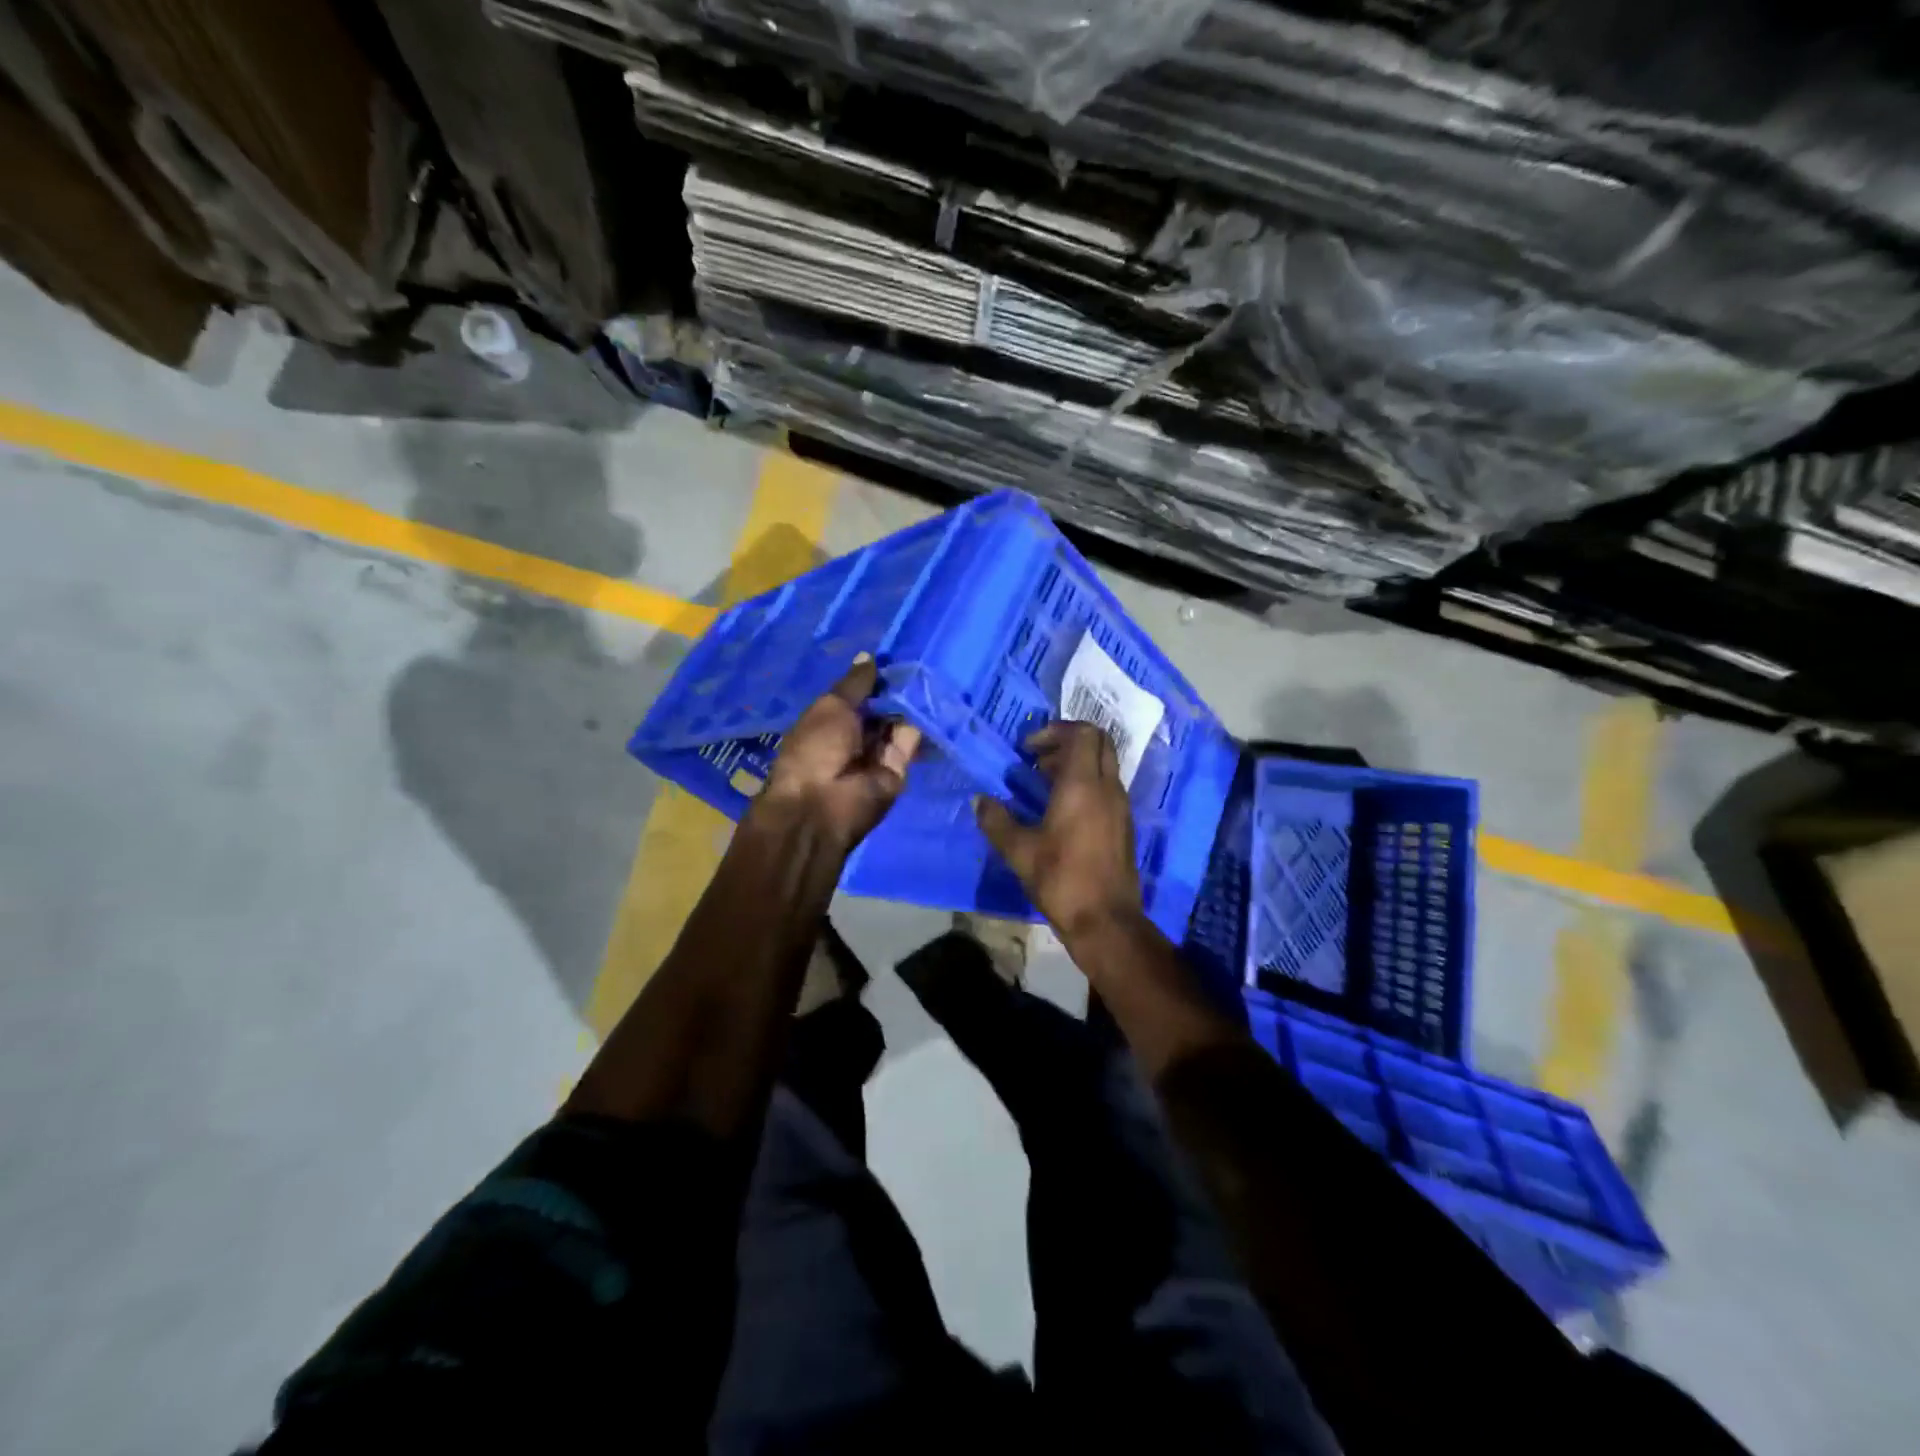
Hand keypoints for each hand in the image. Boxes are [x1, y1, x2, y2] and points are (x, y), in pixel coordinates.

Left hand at [759, 654, 920, 851]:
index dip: (875, 678)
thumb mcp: (831, 706)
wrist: (823, 805)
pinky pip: (912, 742)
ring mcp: (877, 754)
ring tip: (934, 672)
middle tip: (923, 658)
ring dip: (912, 702)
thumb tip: (868, 656)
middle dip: (897, 689)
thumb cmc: (816, 748)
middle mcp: (854, 737)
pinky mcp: (899, 770)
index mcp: (829, 721)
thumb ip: (855, 684)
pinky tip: (936, 698)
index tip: (897, 654)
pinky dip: (922, 722)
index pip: (858, 695)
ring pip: (899, 723)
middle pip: (881, 709)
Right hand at [975, 720, 1143, 942]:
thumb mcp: (1019, 851)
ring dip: (1076, 764)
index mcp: (1083, 785)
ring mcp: (1120, 806)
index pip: (1083, 733)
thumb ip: (997, 821)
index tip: (1028, 748)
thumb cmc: (1061, 879)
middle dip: (1067, 742)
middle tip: (1038, 760)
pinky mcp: (1123, 824)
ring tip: (1043, 784)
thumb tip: (979, 801)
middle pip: (1098, 742)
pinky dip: (1086, 784)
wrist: (1106, 921)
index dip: (1055, 731)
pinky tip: (1061, 810)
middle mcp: (1107, 787)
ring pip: (1103, 765)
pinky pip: (1106, 787)